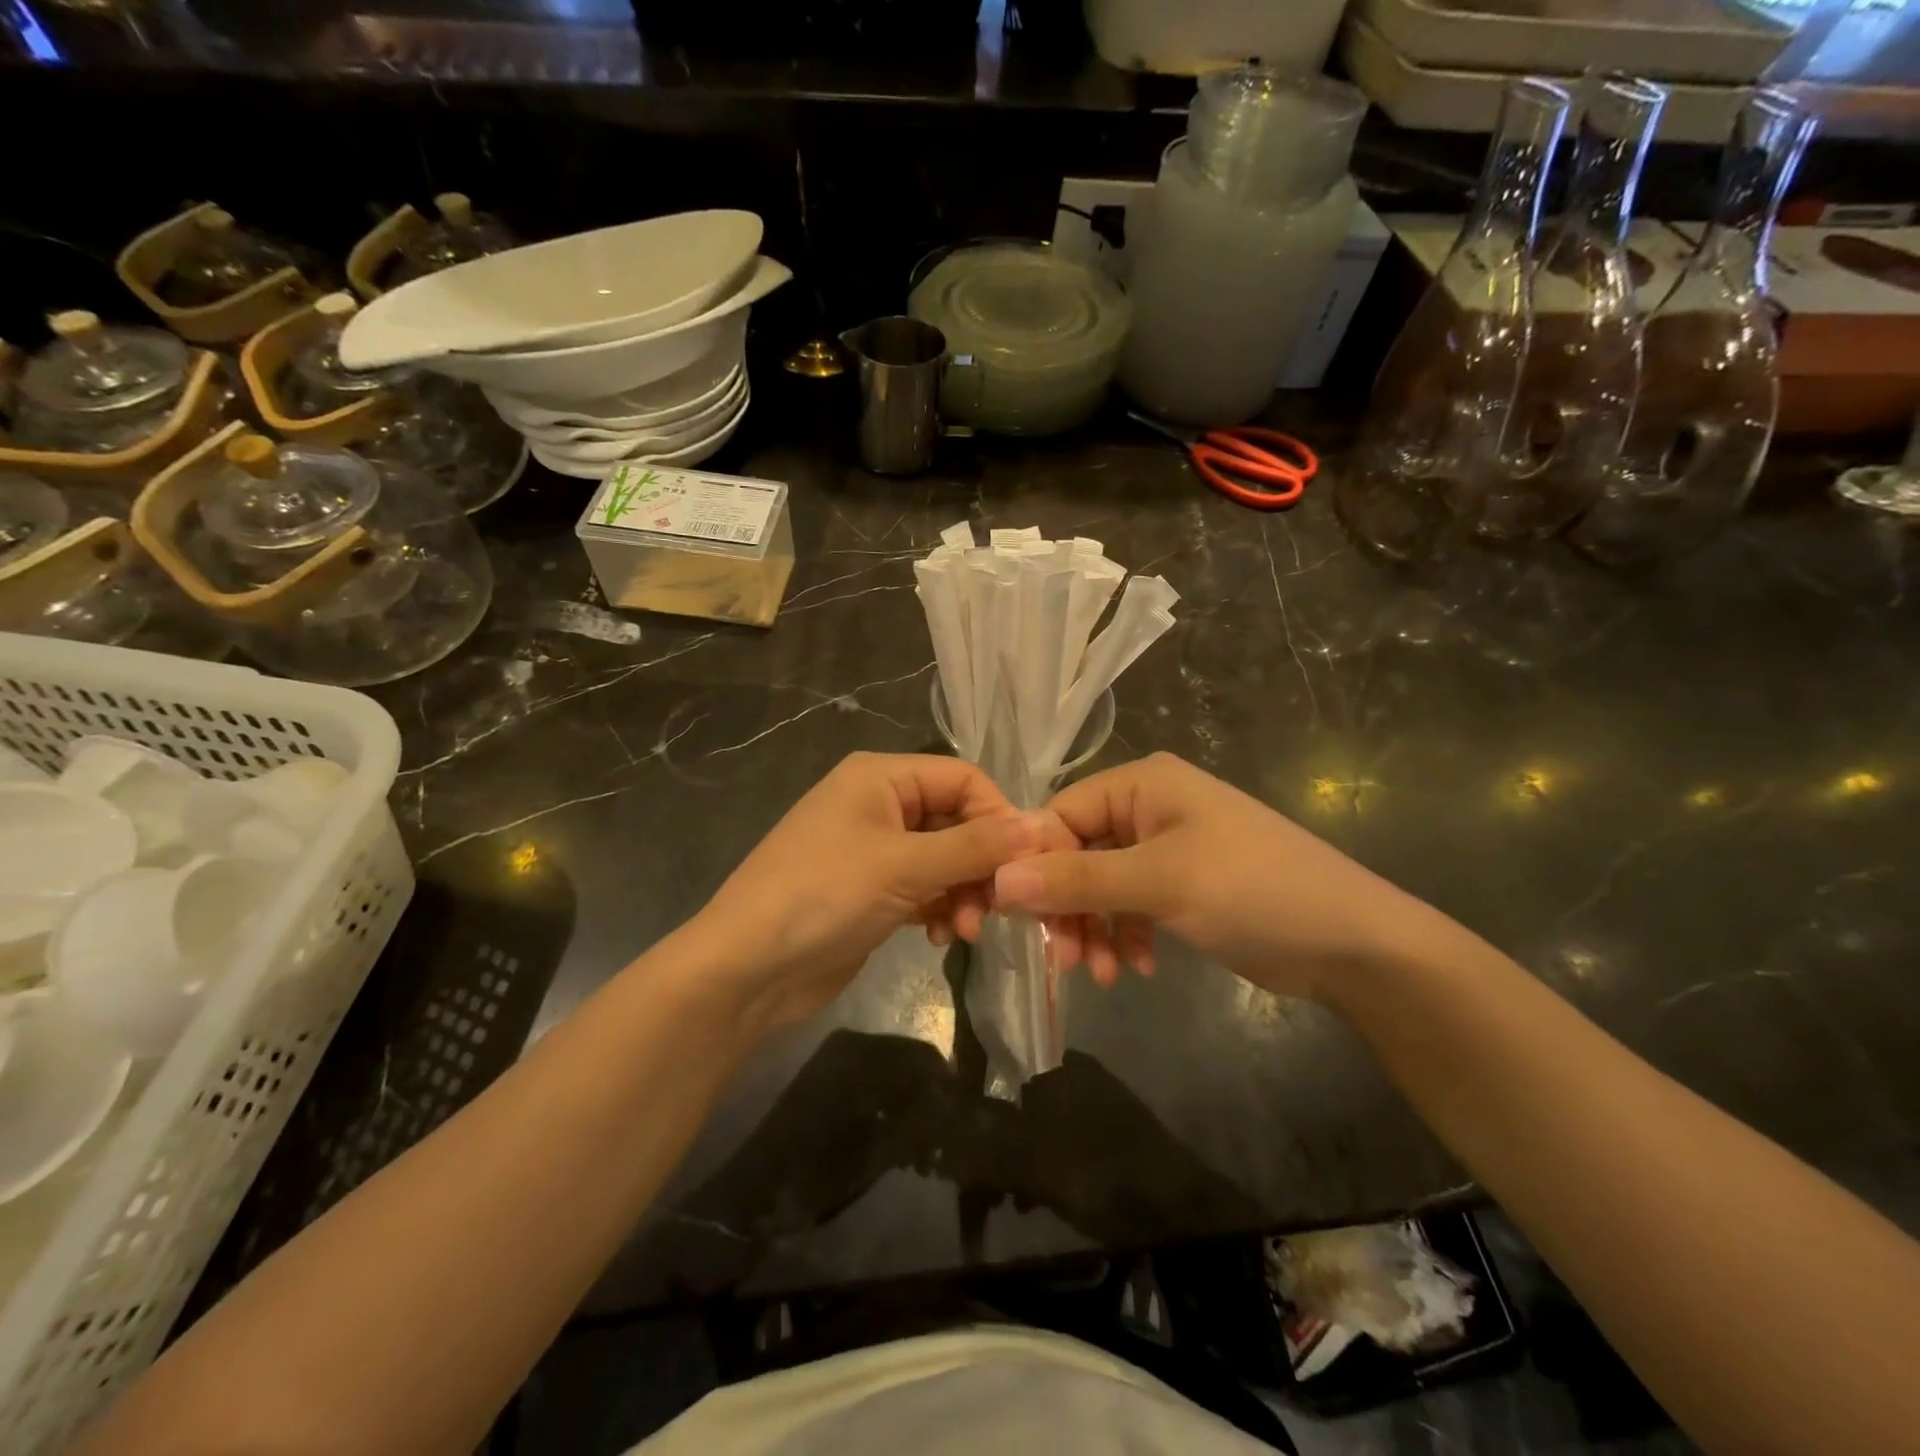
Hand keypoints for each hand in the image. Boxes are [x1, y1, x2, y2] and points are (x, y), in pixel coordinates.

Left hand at [690, 752, 1049, 1035]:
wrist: (745, 970)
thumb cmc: (823, 896)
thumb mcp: (904, 866)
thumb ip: (976, 846)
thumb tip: (1043, 826)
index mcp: (881, 776)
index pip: (964, 779)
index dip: (1001, 816)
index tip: (1030, 863)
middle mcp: (879, 803)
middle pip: (957, 821)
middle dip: (981, 864)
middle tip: (999, 907)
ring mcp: (874, 849)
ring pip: (945, 859)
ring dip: (964, 892)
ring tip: (967, 929)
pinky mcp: (872, 890)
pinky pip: (925, 888)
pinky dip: (940, 908)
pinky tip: (940, 936)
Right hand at [993, 752, 1437, 1000]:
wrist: (1354, 943)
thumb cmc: (1253, 891)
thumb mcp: (1160, 882)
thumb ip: (1077, 880)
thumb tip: (998, 881)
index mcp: (1142, 784)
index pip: (1061, 813)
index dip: (1034, 862)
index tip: (1016, 916)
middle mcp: (1149, 808)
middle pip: (1078, 852)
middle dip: (1067, 905)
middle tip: (1063, 958)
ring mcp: (1168, 847)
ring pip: (1101, 884)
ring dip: (1093, 927)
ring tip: (1101, 973)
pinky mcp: (1183, 885)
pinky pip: (1131, 904)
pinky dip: (1124, 934)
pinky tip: (1136, 967)